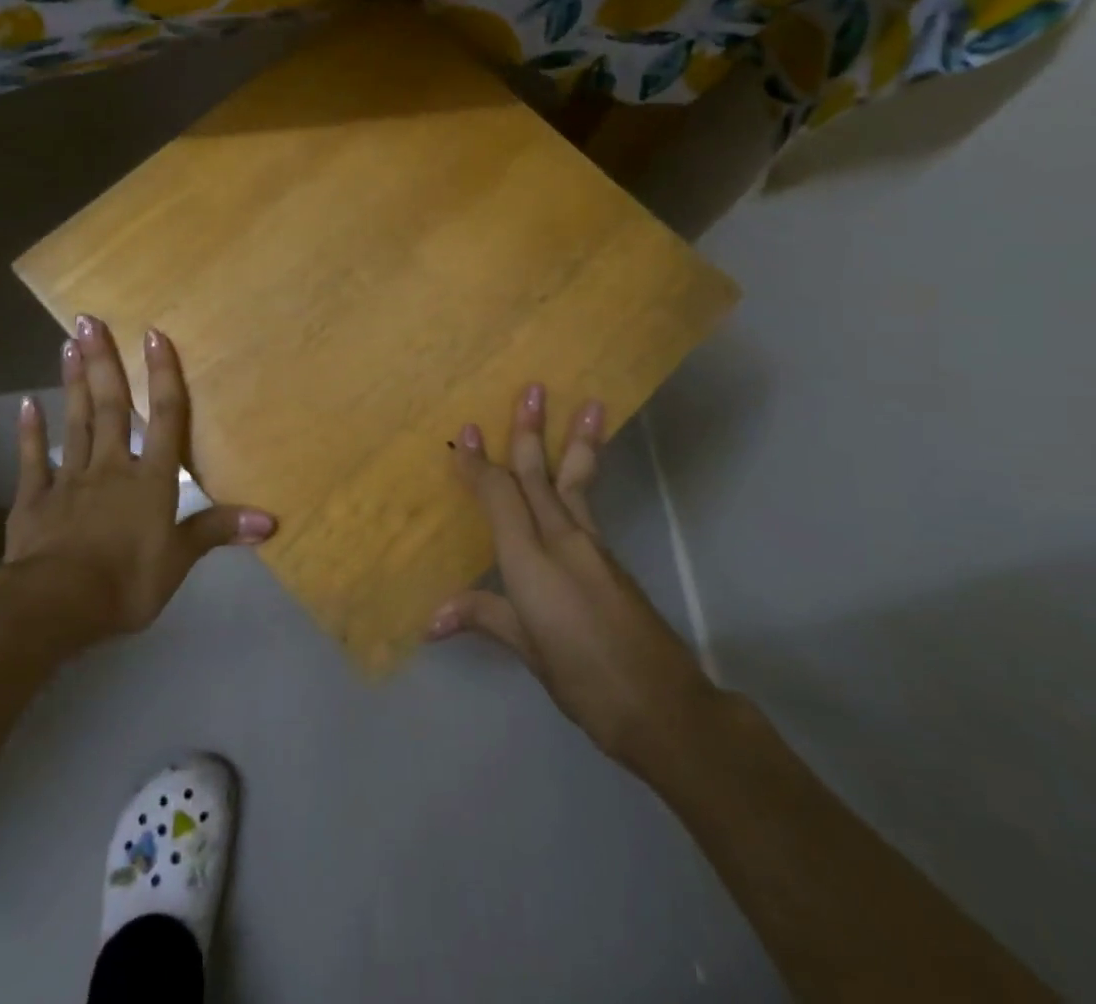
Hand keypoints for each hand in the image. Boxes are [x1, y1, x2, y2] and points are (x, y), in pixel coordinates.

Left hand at [0, 314, 273, 639]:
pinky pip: (33, 460)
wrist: (54, 605)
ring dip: (74, 383)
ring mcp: (69, 480)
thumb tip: (270, 521)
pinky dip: (30, 432)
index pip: (163, 416)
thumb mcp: (179, 560)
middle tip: (88, 321)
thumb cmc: (126, 581)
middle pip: (111, 407)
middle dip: (104, 363)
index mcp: (150, 479)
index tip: (152, 333)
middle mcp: (111, 466)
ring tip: (68, 345)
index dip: (161, 374)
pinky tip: (27, 403)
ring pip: (75, 422)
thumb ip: (218, 530)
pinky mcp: (34, 500)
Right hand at [427, 384, 721, 787]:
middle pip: (540, 476)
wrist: (664, 707)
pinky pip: (587, 504)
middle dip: (530, 431)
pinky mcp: (610, 558)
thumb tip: (431, 621)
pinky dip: (582, 476)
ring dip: (575, 441)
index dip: (479, 465)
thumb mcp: (529, 651)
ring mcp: (592, 547)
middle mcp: (562, 541)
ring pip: (574, 482)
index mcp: (532, 562)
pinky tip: (581, 469)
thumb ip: (485, 618)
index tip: (465, 432)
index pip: (499, 498)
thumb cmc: (585, 680)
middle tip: (533, 388)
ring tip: (591, 405)